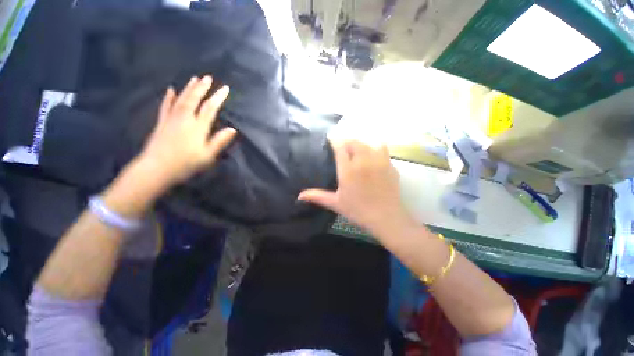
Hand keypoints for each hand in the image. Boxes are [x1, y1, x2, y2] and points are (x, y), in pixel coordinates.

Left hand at [138, 76, 236, 186]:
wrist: (156, 169)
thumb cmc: (186, 164)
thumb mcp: (207, 155)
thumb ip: (219, 141)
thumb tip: (232, 129)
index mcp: (197, 127)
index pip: (210, 108)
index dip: (218, 98)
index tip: (225, 88)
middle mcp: (184, 119)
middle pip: (194, 99)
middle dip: (202, 88)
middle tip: (208, 77)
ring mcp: (171, 119)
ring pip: (181, 99)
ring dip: (188, 88)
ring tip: (194, 79)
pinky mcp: (162, 123)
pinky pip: (166, 106)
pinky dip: (169, 97)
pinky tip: (171, 90)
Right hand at [298, 141, 413, 236]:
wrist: (386, 217)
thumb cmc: (358, 210)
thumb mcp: (336, 203)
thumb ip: (317, 196)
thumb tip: (299, 196)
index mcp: (348, 170)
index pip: (340, 147)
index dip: (335, 141)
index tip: (331, 140)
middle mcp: (363, 161)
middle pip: (354, 142)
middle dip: (347, 142)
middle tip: (343, 149)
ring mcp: (379, 161)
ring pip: (368, 143)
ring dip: (361, 144)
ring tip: (357, 151)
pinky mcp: (390, 165)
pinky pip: (382, 149)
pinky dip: (375, 148)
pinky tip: (372, 157)